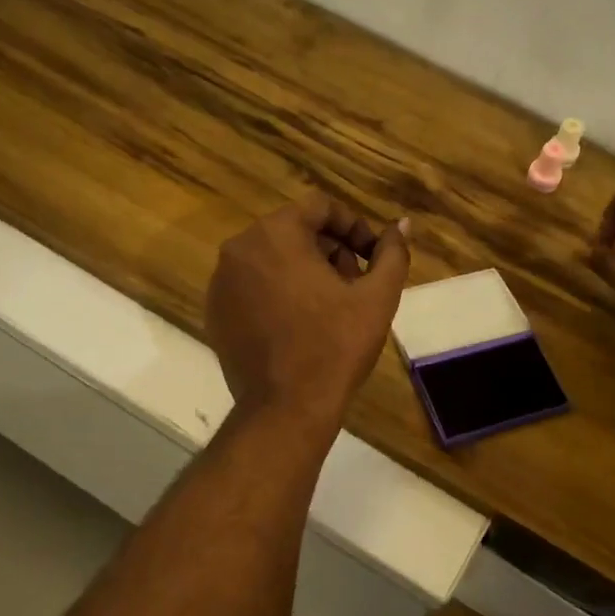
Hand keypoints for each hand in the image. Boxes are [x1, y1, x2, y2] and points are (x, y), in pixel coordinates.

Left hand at [207, 193, 411, 429]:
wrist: (286, 408)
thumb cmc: (336, 346)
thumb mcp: (377, 297)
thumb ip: (392, 253)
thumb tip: (400, 225)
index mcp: (275, 234)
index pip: (320, 207)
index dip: (354, 227)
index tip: (373, 257)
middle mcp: (239, 248)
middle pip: (295, 231)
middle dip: (330, 251)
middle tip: (354, 285)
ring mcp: (221, 282)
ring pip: (272, 258)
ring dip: (305, 271)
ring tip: (331, 308)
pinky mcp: (214, 313)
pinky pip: (252, 286)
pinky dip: (278, 293)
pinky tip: (300, 325)